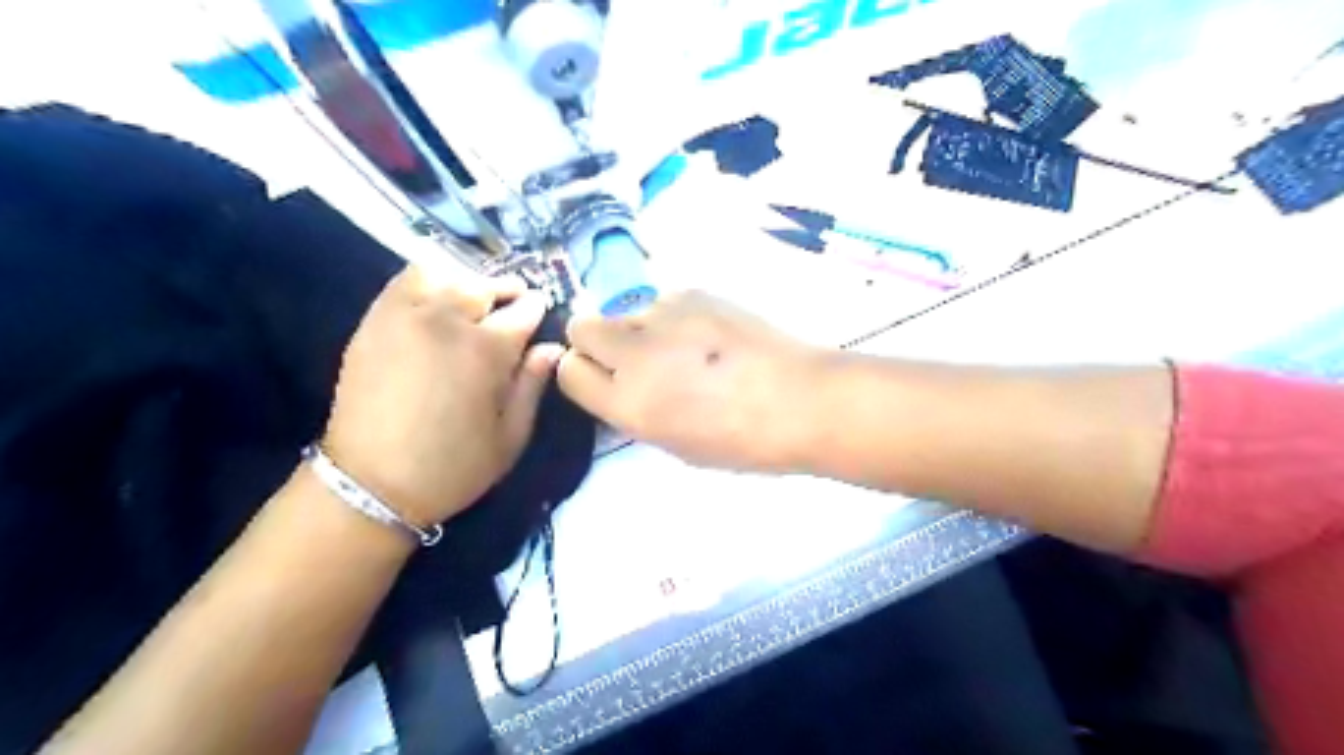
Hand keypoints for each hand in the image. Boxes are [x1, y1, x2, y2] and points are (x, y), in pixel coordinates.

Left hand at [323, 269, 561, 524]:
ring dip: (466, 283)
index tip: (540, 317)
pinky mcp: (374, 320)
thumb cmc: (454, 466)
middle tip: (511, 307)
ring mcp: (405, 314)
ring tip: (472, 303)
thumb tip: (552, 348)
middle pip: (485, 285)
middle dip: (505, 292)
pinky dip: (429, 281)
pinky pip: (405, 280)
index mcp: (487, 349)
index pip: (524, 309)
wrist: (371, 484)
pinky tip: (436, 301)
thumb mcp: (511, 436)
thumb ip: (533, 385)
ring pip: (445, 273)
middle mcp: (447, 319)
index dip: (537, 311)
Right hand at [554, 290, 818, 472]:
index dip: (582, 373)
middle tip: (636, 358)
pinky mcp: (693, 292)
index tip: (603, 378)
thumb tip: (621, 384)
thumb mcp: (675, 444)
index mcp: (629, 405)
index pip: (568, 371)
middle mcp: (634, 355)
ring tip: (686, 348)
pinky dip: (673, 316)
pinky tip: (709, 334)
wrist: (802, 400)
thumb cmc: (743, 441)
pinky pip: (662, 301)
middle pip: (581, 327)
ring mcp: (663, 316)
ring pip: (625, 312)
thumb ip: (635, 411)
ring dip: (641, 329)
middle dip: (597, 342)